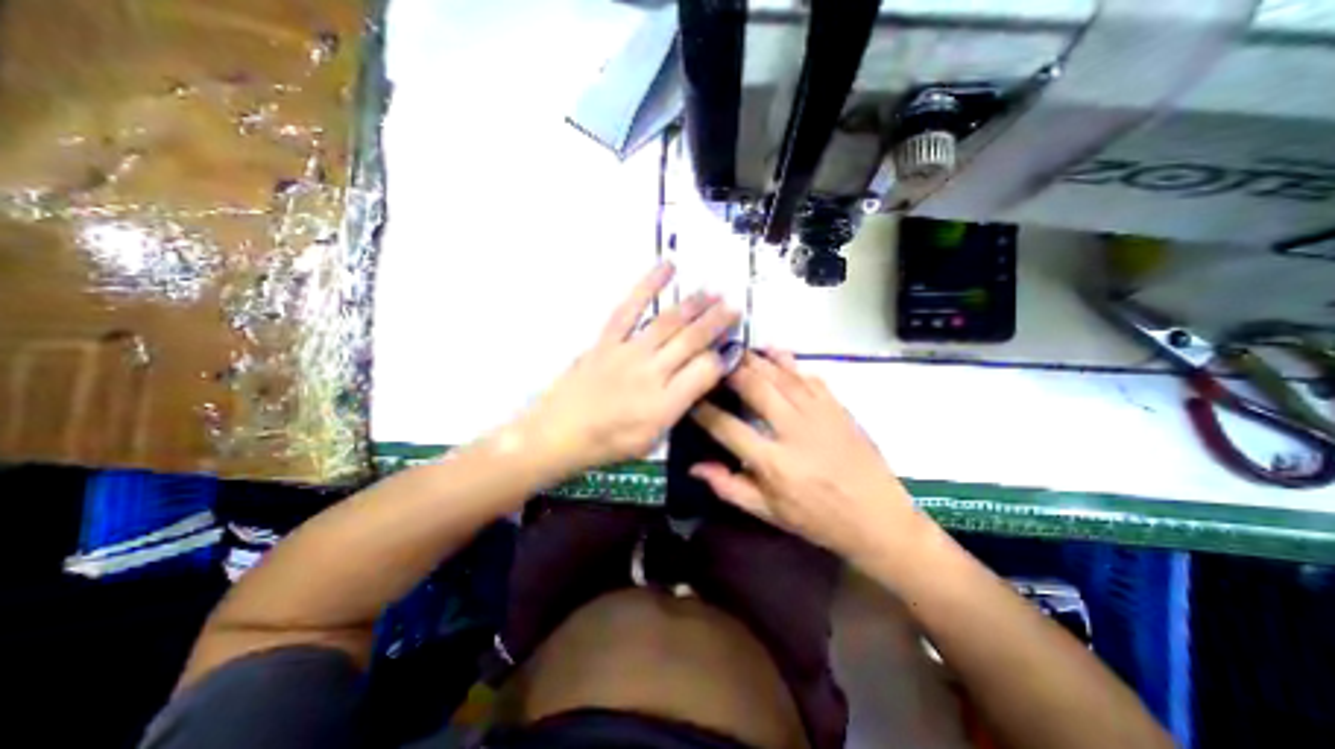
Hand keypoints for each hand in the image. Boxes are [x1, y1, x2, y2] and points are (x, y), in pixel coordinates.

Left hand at [515, 263, 741, 474]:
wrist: (558, 434)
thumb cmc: (607, 444)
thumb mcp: (652, 440)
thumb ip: (678, 408)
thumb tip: (699, 379)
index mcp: (665, 404)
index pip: (705, 371)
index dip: (722, 358)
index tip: (730, 348)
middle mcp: (651, 374)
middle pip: (691, 341)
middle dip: (717, 322)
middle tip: (735, 306)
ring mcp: (627, 353)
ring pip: (668, 322)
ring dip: (694, 304)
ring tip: (713, 291)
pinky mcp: (607, 340)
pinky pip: (629, 308)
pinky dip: (648, 285)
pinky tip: (666, 268)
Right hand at [688, 350, 931, 560]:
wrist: (878, 518)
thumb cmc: (818, 520)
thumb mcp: (769, 513)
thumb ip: (729, 487)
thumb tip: (694, 466)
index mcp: (774, 463)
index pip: (727, 426)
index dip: (704, 409)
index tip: (690, 398)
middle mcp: (794, 430)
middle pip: (755, 387)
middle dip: (729, 371)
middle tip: (713, 362)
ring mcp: (819, 414)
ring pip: (780, 375)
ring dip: (755, 360)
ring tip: (737, 351)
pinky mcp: (837, 407)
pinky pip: (808, 376)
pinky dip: (788, 362)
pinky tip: (774, 354)